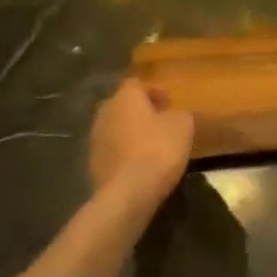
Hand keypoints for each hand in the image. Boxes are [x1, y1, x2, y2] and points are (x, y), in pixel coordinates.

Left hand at [89, 79, 193, 209]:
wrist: (128, 192)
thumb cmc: (158, 149)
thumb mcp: (183, 126)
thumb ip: (179, 114)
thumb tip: (174, 115)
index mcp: (125, 97)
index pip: (137, 84)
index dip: (154, 91)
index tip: (169, 103)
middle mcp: (105, 112)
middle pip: (123, 105)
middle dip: (140, 111)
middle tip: (160, 122)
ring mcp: (95, 138)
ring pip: (116, 127)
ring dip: (131, 132)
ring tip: (151, 145)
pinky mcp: (92, 162)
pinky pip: (112, 149)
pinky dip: (124, 152)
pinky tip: (139, 164)